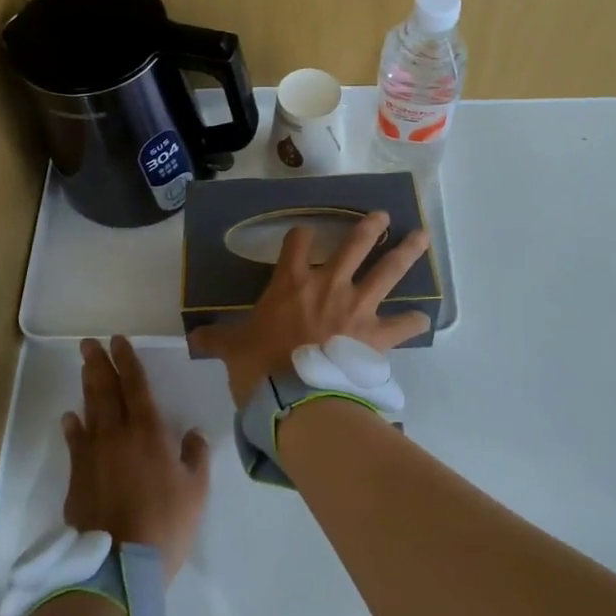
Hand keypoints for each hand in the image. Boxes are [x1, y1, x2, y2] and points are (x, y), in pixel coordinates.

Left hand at [62, 336, 209, 580]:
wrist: (119, 566)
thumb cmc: (165, 524)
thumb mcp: (196, 490)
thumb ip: (195, 456)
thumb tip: (193, 433)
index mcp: (149, 432)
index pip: (137, 386)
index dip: (128, 361)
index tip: (118, 340)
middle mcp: (117, 434)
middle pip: (107, 391)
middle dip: (100, 364)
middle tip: (90, 343)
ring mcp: (93, 455)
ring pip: (90, 410)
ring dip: (87, 386)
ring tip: (85, 366)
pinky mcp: (77, 477)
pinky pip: (74, 443)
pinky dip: (72, 426)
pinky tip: (70, 416)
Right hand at [189, 209, 431, 408]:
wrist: (296, 398)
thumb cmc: (261, 367)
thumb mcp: (232, 349)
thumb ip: (217, 338)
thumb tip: (192, 338)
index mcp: (292, 283)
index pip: (296, 243)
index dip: (300, 236)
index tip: (302, 236)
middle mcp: (328, 285)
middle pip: (354, 245)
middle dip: (369, 228)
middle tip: (382, 216)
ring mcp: (356, 307)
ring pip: (387, 272)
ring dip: (406, 253)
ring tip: (422, 236)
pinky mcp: (375, 335)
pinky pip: (401, 326)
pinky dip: (412, 322)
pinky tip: (422, 319)